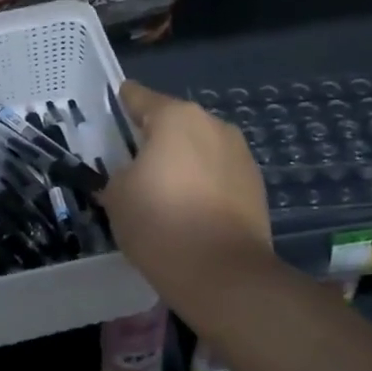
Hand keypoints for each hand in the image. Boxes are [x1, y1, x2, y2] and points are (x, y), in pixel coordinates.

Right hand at [99, 80, 273, 301]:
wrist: (221, 272)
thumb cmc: (159, 222)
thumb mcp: (116, 195)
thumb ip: (119, 173)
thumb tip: (132, 175)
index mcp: (176, 118)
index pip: (140, 98)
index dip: (123, 102)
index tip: (115, 104)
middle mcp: (213, 126)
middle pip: (175, 123)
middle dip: (156, 138)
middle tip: (133, 161)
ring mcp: (240, 155)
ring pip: (200, 149)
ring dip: (183, 161)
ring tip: (164, 190)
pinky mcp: (256, 186)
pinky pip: (218, 175)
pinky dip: (203, 184)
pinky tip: (190, 209)